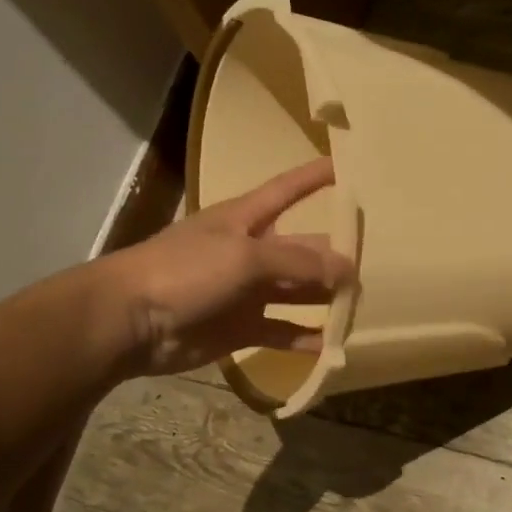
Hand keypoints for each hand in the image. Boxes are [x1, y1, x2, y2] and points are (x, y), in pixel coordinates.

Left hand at [96, 158, 355, 377]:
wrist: (130, 321)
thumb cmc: (185, 271)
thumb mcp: (245, 257)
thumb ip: (298, 264)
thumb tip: (348, 270)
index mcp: (246, 219)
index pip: (289, 189)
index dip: (316, 176)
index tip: (350, 166)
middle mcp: (250, 252)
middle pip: (302, 249)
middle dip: (335, 256)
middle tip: (381, 266)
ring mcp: (246, 292)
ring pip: (297, 293)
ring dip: (326, 299)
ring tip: (366, 306)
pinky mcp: (240, 328)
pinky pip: (282, 331)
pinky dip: (305, 337)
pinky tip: (333, 345)